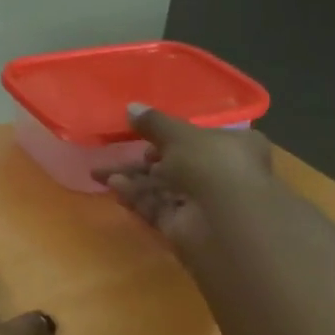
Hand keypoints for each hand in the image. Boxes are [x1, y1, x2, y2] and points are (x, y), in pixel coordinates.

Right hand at [98, 104, 276, 251]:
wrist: (222, 219)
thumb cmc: (210, 163)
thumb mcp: (178, 134)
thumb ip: (153, 122)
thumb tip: (131, 107)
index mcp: (233, 146)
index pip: (201, 138)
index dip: (172, 135)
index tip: (145, 134)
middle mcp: (220, 174)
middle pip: (176, 164)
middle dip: (143, 160)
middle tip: (115, 154)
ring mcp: (202, 203)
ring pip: (162, 188)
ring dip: (134, 179)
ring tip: (101, 173)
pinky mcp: (184, 227)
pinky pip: (157, 208)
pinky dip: (137, 198)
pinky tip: (115, 188)